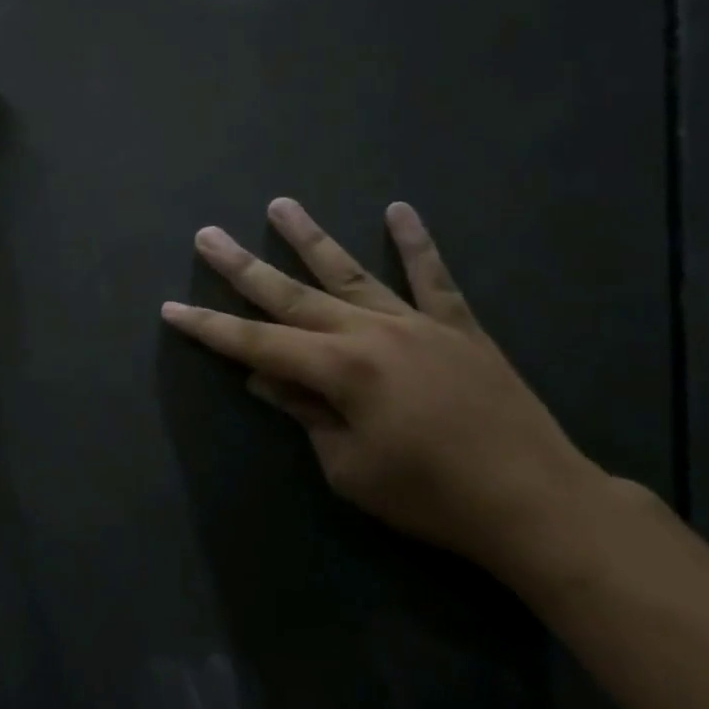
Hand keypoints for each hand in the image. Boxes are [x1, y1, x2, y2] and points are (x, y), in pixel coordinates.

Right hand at [162, 198, 607, 580]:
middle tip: (208, 236)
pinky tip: (398, 210)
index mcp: (340, 371)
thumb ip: (307, 415)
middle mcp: (370, 333)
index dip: (211, 327)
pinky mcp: (458, 327)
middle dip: (242, 267)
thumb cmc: (432, 497)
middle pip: (291, 294)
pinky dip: (416, 243)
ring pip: (350, 272)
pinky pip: (433, 277)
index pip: (257, 345)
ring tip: (280, 204)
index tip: (172, 308)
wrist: (536, 504)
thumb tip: (267, 380)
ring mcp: (416, 323)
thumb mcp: (350, 469)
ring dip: (310, 238)